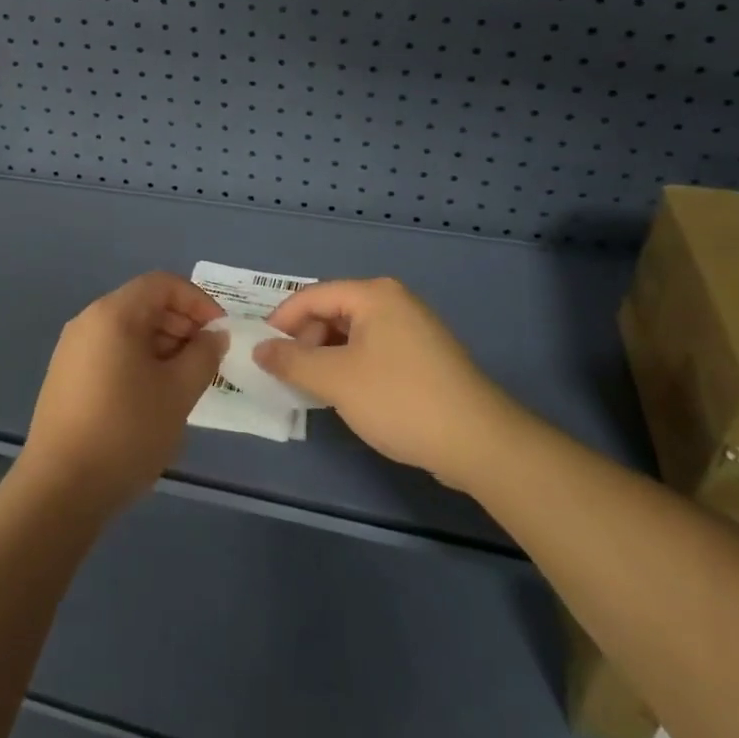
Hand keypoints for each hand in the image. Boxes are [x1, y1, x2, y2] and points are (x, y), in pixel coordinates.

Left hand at [17, 271, 225, 517]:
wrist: (60, 489)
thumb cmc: (126, 431)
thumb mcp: (178, 392)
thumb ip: (204, 355)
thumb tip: (214, 335)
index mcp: (113, 314)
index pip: (163, 284)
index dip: (198, 302)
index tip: (221, 335)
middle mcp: (88, 321)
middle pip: (144, 304)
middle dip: (182, 325)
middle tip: (208, 362)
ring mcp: (72, 350)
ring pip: (128, 331)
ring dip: (163, 347)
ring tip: (186, 384)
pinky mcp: (66, 377)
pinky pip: (111, 353)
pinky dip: (140, 362)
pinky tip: (154, 399)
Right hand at [257, 278, 516, 483]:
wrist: (479, 442)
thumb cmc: (399, 400)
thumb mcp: (336, 380)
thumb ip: (291, 361)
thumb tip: (259, 350)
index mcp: (373, 295)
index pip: (312, 296)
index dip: (280, 321)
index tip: (260, 350)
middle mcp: (393, 301)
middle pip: (332, 312)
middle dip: (305, 341)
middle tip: (286, 374)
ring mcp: (413, 328)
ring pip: (352, 334)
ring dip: (326, 357)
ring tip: (311, 388)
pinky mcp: (424, 356)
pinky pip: (373, 350)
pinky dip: (351, 366)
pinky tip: (345, 395)